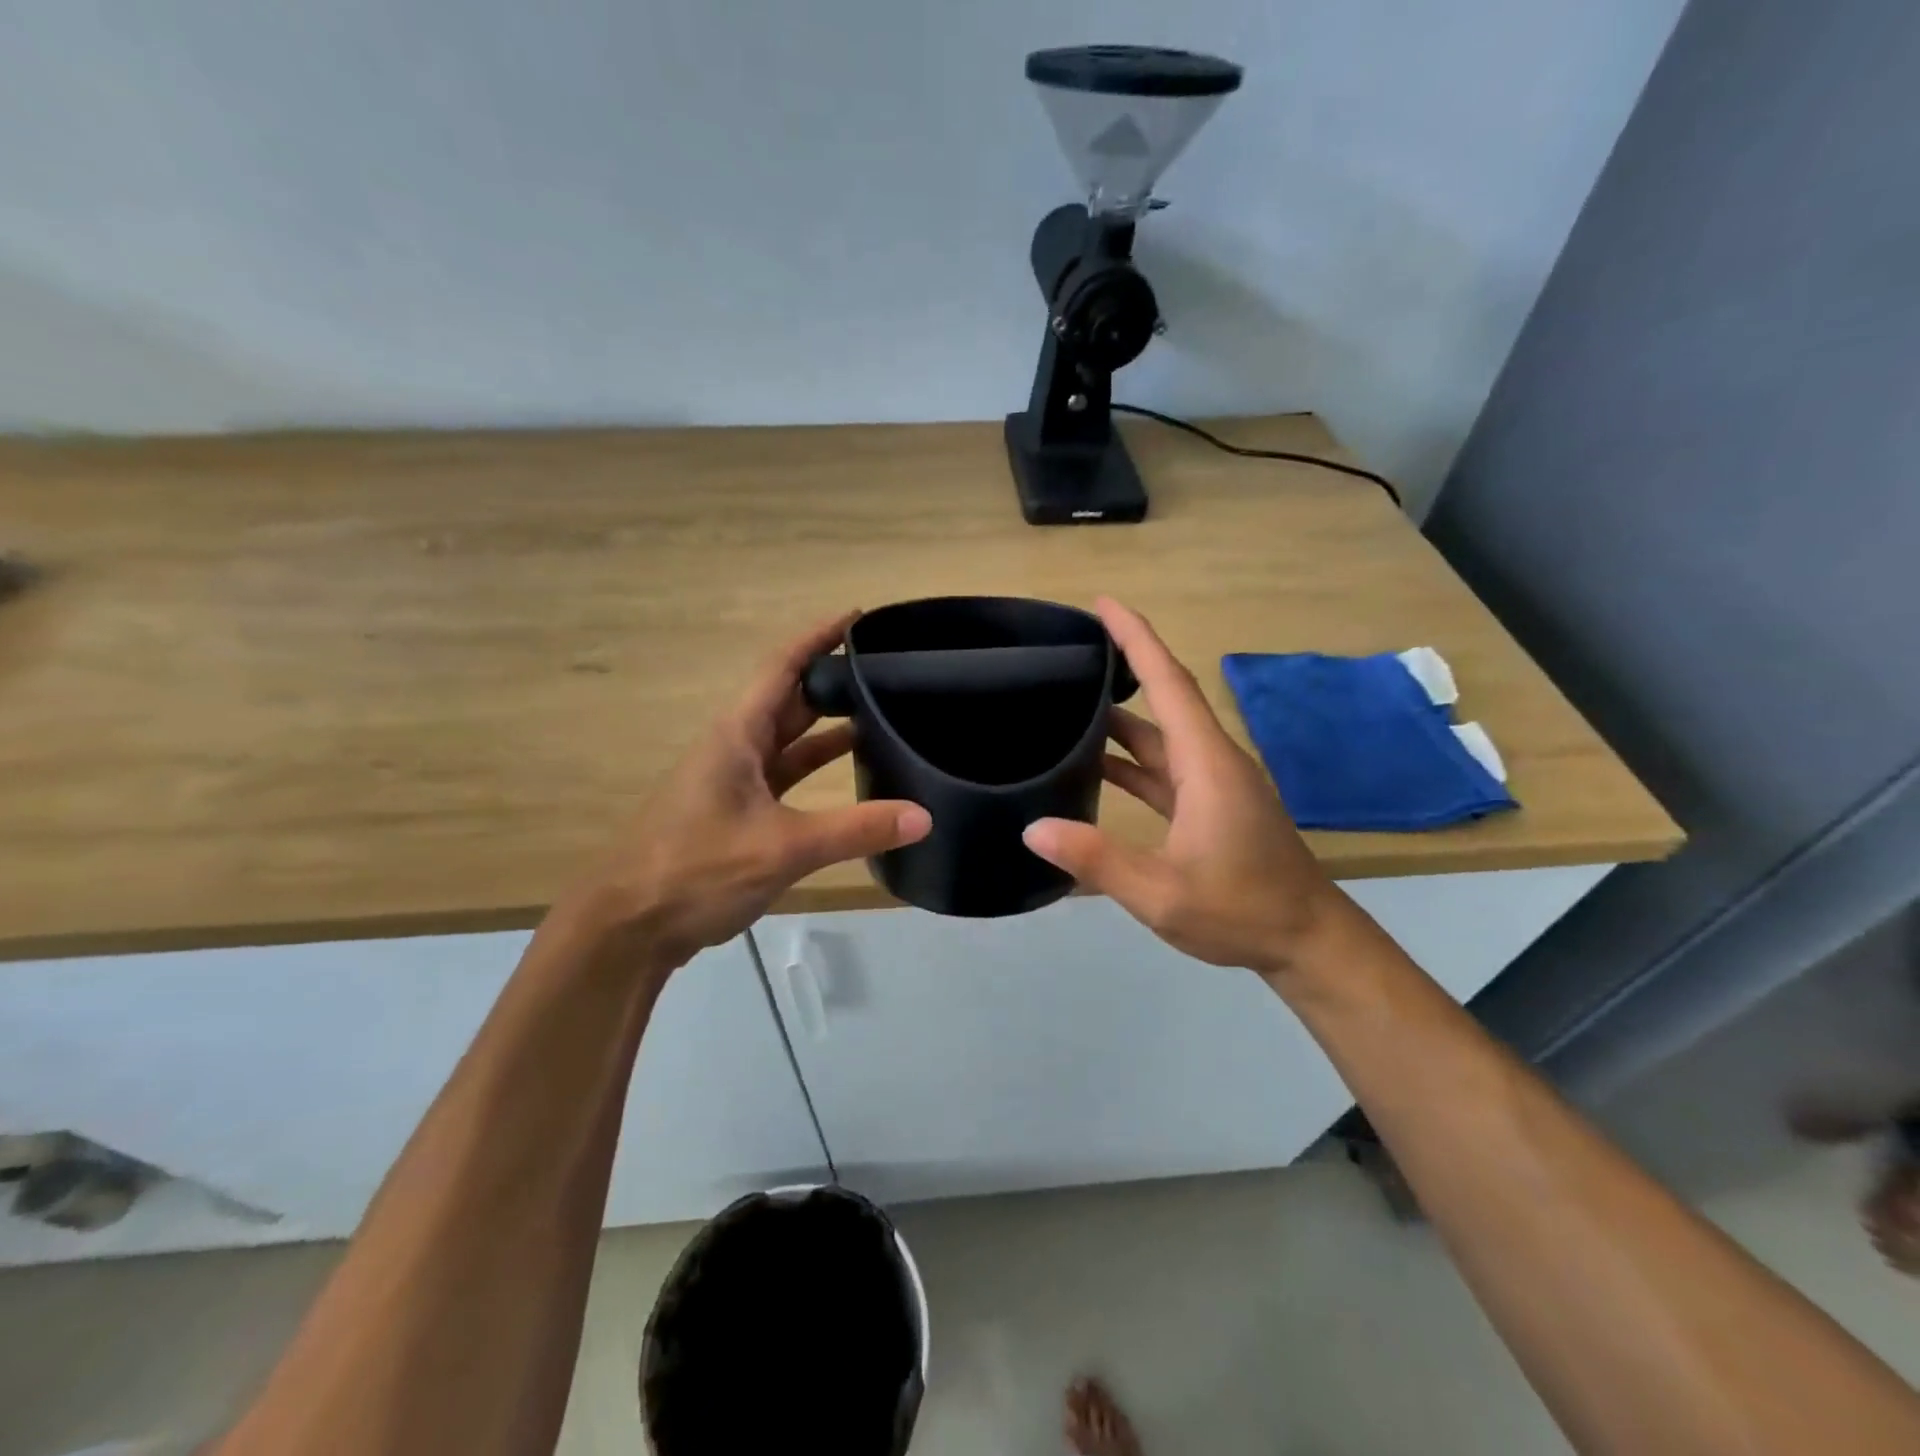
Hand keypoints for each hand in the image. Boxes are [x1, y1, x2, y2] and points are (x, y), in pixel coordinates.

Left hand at [567, 612, 930, 971]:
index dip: (819, 637)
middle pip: (789, 699)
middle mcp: (735, 747)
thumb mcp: (783, 847)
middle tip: (888, 669)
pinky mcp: (738, 813)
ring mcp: (735, 781)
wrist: (630, 927)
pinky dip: (817, 769)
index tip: (859, 616)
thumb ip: (855, 830)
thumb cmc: (696, 870)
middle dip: (833, 679)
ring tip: (881, 713)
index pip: (783, 667)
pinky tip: (851, 775)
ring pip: (789, 740)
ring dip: (828, 726)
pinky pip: (786, 776)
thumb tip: (924, 815)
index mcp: (738, 735)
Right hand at [1022, 597, 1346, 978]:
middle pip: (1165, 698)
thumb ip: (1096, 860)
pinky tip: (1095, 765)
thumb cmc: (1242, 910)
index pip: (1168, 683)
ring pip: (1162, 735)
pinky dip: (1131, 760)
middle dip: (1124, 665)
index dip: (1136, 638)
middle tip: (1072, 648)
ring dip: (1122, 716)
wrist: (1308, 942)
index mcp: (1205, 763)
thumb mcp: (1162, 892)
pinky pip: (1164, 768)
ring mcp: (1213, 784)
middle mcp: (1211, 761)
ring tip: (1070, 700)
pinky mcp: (1212, 806)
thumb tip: (1032, 828)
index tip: (1103, 604)